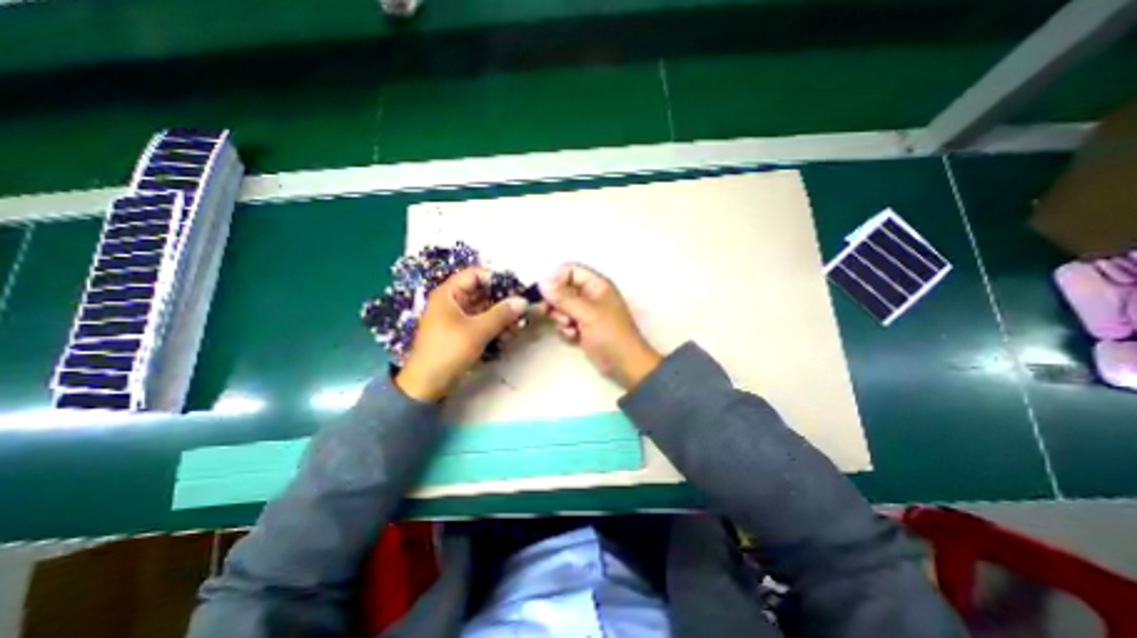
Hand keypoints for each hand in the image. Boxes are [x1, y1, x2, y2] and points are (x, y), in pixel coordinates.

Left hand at [397, 267, 528, 399]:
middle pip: (483, 292)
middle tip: (521, 310)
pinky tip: (507, 337)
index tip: (516, 289)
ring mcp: (458, 317)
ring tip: (516, 327)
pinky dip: (495, 327)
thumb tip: (524, 301)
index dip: (496, 279)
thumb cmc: (448, 351)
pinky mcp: (463, 332)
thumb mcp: (477, 331)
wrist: (428, 384)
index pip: (475, 274)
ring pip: (486, 309)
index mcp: (449, 294)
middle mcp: (454, 301)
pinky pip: (483, 322)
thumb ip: (501, 314)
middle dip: (503, 301)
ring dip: (502, 317)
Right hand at [539, 263, 662, 391]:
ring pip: (562, 307)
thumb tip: (542, 283)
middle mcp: (591, 295)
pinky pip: (565, 322)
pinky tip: (573, 336)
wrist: (624, 364)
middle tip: (554, 313)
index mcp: (597, 285)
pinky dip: (566, 329)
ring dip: (561, 317)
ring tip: (570, 327)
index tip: (545, 294)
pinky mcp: (582, 327)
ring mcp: (586, 312)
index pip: (570, 270)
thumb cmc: (611, 335)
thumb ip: (564, 298)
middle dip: (557, 302)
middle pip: (563, 289)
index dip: (556, 279)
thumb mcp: (587, 313)